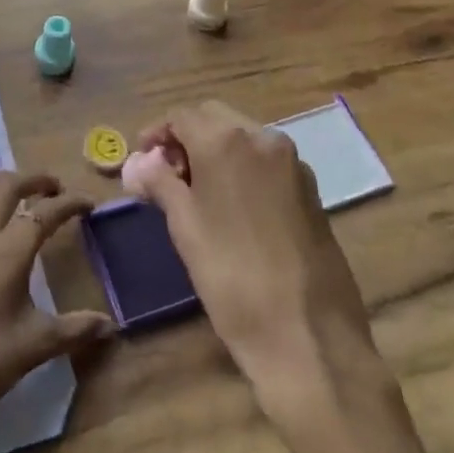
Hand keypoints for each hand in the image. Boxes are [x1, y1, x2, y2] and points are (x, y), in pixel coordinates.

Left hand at [0, 171, 112, 452]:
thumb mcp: (36, 345)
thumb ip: (76, 329)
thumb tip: (112, 325)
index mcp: (9, 252)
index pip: (45, 213)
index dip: (69, 203)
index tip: (87, 203)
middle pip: (7, 187)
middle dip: (34, 180)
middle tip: (53, 188)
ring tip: (7, 184)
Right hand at [127, 102, 389, 429]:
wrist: (308, 337)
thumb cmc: (232, 277)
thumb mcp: (185, 227)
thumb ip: (161, 183)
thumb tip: (142, 165)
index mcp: (227, 141)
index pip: (182, 116)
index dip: (156, 134)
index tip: (142, 161)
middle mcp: (263, 138)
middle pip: (215, 118)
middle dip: (187, 137)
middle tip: (167, 174)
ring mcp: (293, 163)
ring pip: (243, 137)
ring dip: (215, 150)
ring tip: (196, 192)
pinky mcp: (311, 190)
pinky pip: (267, 161)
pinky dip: (243, 167)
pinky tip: (232, 206)